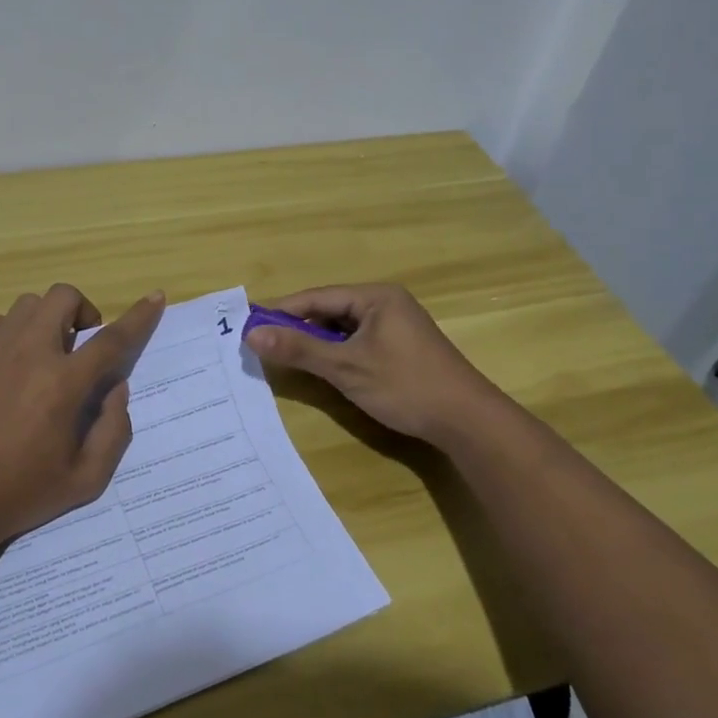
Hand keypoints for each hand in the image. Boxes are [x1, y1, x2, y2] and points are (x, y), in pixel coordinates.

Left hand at [0, 284, 165, 552]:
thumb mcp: (87, 478)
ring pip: (28, 304)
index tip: (156, 297)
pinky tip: (10, 357)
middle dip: (83, 310)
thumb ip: (114, 429)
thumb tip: (116, 387)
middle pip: (63, 298)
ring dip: (47, 319)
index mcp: (63, 384)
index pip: (112, 339)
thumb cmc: (24, 493)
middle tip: (82, 343)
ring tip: (45, 352)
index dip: (139, 316)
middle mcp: (30, 355)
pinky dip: (10, 328)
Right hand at [245, 283, 493, 445]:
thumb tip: (251, 334)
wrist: (467, 420)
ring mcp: (396, 326)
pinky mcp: (402, 348)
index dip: (282, 311)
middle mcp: (386, 303)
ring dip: (317, 343)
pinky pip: (359, 342)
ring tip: (287, 359)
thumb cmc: (404, 386)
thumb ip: (298, 348)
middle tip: (265, 346)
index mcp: (375, 297)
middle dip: (298, 328)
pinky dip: (338, 353)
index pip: (317, 297)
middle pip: (330, 311)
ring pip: (344, 329)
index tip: (250, 326)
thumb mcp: (345, 367)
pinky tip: (324, 369)